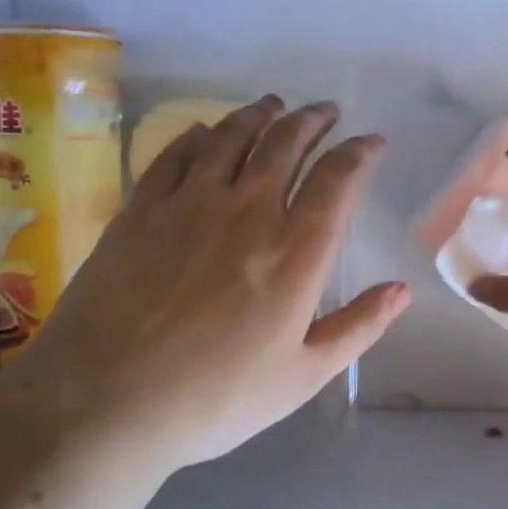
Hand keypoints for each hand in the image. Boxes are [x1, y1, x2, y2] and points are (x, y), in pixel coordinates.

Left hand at [0, 95, 409, 473]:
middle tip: (325, 112)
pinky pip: (176, 153)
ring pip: (233, 137)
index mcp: (296, 252)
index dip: (360, 152)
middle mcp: (249, 211)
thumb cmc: (215, 398)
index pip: (338, 179)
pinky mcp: (141, 208)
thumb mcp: (303, 376)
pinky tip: (206, 132)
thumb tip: (403, 290)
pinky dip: (199, 135)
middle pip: (287, 144)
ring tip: (274, 106)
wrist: (104, 402)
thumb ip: (359, 327)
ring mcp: (190, 203)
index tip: (372, 142)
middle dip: (313, 121)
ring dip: (260, 115)